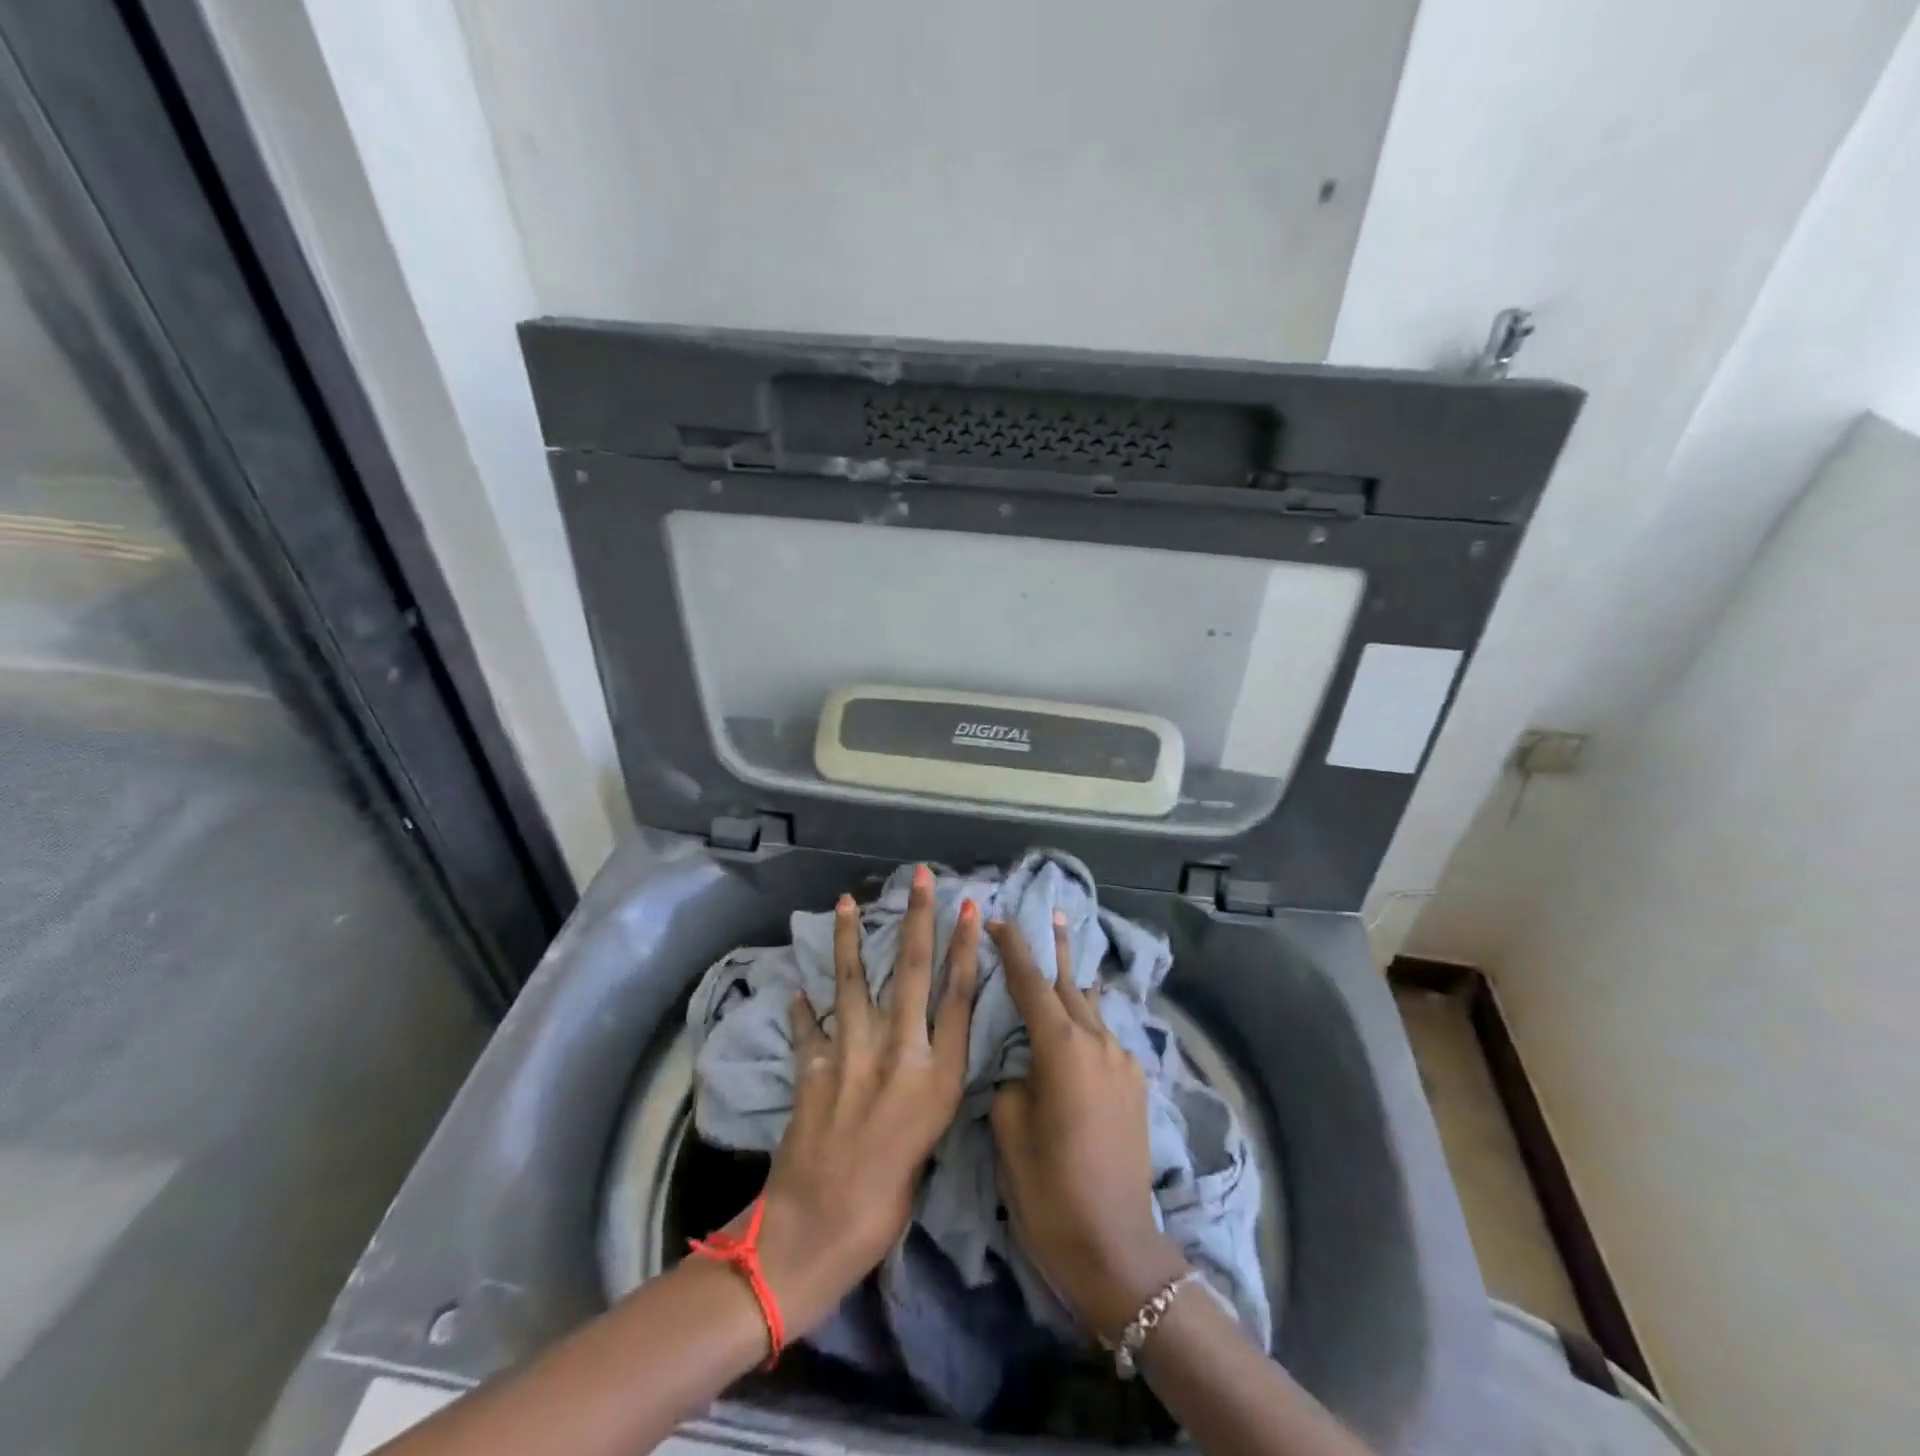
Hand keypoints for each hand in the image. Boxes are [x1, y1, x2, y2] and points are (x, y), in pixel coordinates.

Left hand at [740, 865, 979, 1335]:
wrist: (816, 1234)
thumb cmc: (888, 1204)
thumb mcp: (931, 1141)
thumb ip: (929, 1088)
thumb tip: (923, 1053)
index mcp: (938, 1077)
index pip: (959, 996)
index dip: (966, 947)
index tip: (970, 908)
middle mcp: (899, 1053)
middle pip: (912, 971)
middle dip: (918, 918)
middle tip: (922, 877)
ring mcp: (851, 1054)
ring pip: (854, 980)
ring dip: (850, 937)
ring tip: (848, 900)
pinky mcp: (812, 1066)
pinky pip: (809, 1026)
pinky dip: (803, 1007)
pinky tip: (798, 988)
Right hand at [988, 914, 1189, 1341]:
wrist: (1117, 1247)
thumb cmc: (1050, 1190)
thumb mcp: (1010, 1131)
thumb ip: (1013, 1081)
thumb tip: (1025, 1069)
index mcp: (1061, 1048)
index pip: (1031, 982)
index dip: (1013, 947)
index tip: (998, 918)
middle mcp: (1098, 1042)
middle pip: (1070, 983)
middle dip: (1056, 948)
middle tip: (1051, 912)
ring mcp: (1123, 1062)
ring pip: (1093, 1008)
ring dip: (1077, 980)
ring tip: (1070, 953)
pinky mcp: (1136, 1085)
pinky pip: (1107, 1036)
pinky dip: (1091, 1018)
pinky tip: (1085, 1022)